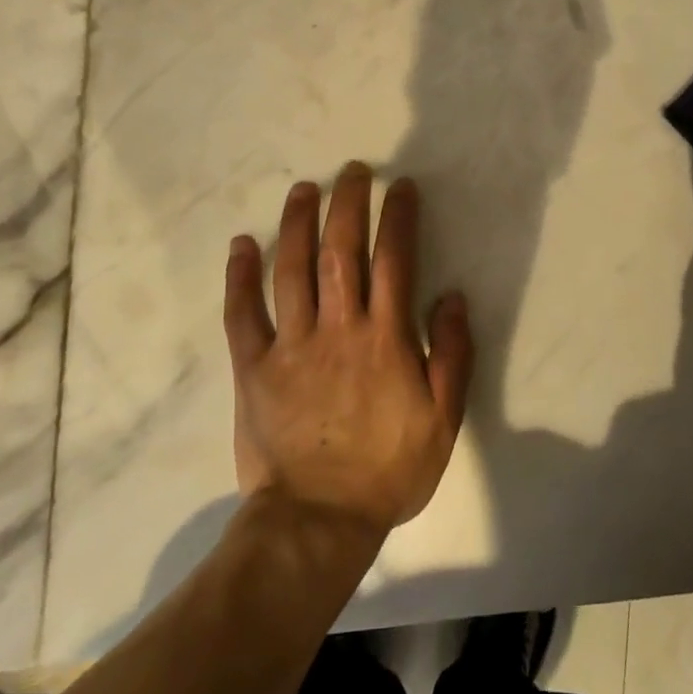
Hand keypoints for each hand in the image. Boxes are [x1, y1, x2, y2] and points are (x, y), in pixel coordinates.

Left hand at [222, 163, 473, 536]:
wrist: (318, 522)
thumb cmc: (389, 469)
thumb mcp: (443, 419)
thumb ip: (452, 355)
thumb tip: (452, 297)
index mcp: (385, 338)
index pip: (394, 260)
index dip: (398, 217)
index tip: (401, 187)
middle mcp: (338, 328)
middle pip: (341, 250)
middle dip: (348, 203)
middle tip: (353, 171)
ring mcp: (291, 345)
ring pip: (292, 270)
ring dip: (298, 223)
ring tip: (304, 188)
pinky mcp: (254, 367)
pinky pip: (242, 314)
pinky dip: (239, 276)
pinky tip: (242, 244)